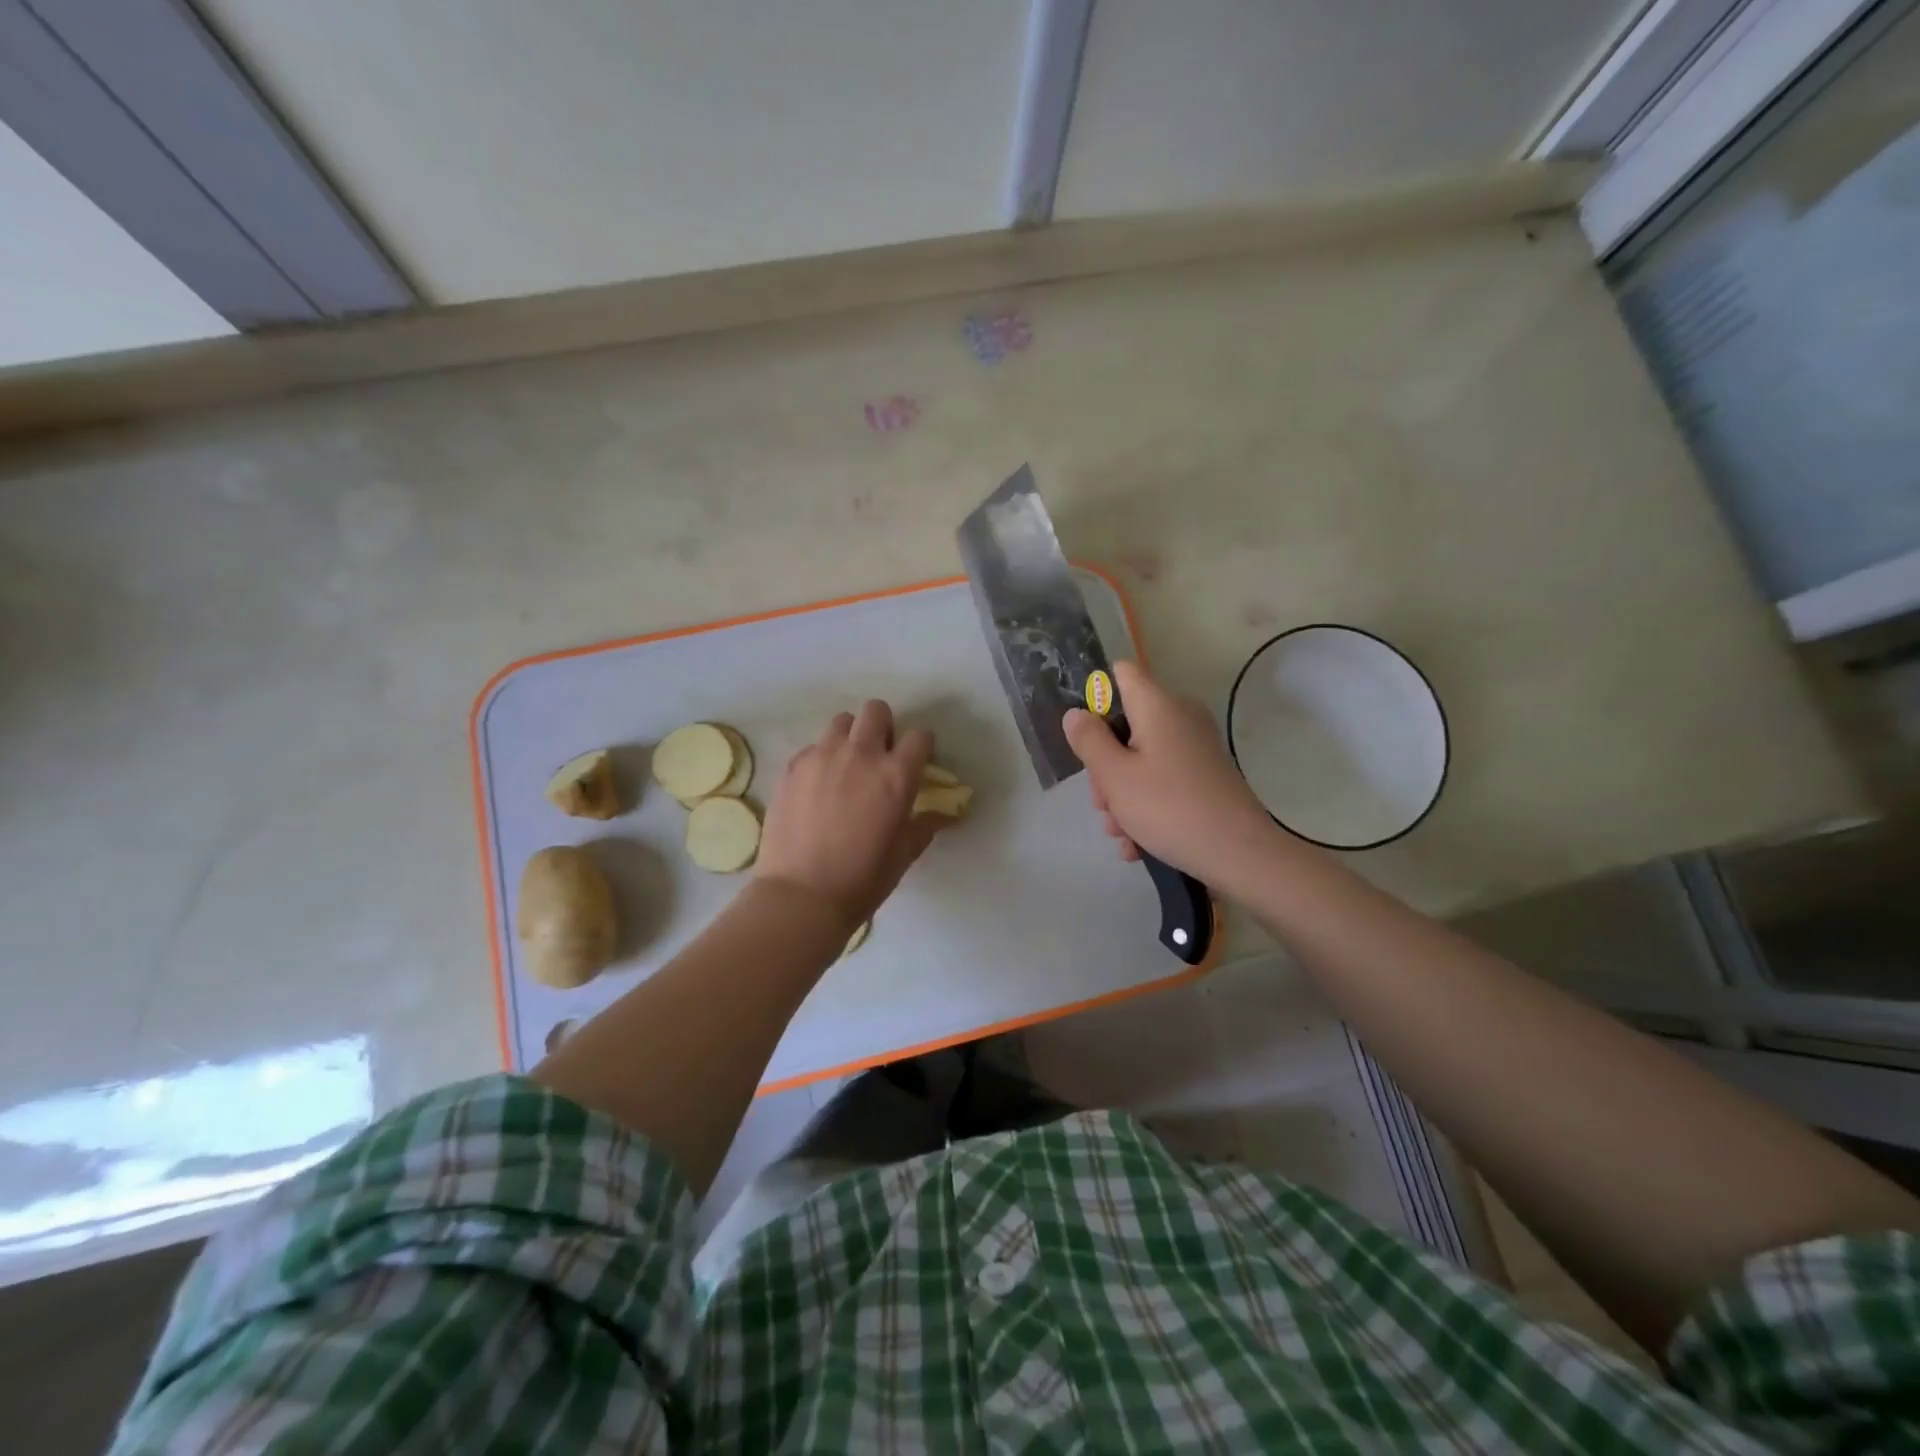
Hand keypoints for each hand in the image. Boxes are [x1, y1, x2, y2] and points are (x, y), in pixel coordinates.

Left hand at [756, 700, 947, 927]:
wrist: (802, 896)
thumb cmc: (862, 880)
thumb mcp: (903, 854)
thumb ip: (924, 826)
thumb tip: (944, 815)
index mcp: (896, 776)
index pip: (920, 736)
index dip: (921, 747)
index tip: (915, 762)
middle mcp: (861, 755)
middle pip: (877, 711)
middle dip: (883, 727)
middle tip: (879, 757)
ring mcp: (822, 757)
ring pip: (842, 722)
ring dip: (850, 737)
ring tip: (846, 766)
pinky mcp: (792, 767)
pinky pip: (813, 747)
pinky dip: (821, 758)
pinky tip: (818, 787)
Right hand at [1063, 660, 1275, 882]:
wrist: (1239, 854)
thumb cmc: (1168, 807)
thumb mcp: (1114, 776)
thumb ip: (1089, 740)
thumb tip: (1076, 713)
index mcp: (1158, 706)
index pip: (1122, 674)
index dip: (1096, 695)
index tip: (1085, 735)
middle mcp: (1180, 718)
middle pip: (1127, 727)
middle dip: (1106, 766)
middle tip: (1103, 803)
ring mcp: (1196, 749)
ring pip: (1142, 760)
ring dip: (1123, 795)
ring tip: (1121, 834)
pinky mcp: (1205, 777)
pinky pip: (1164, 782)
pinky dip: (1147, 808)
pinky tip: (1138, 845)